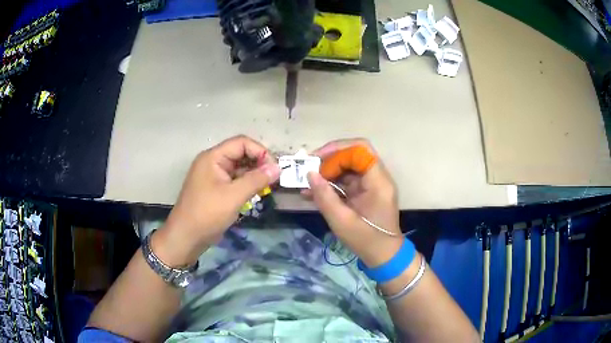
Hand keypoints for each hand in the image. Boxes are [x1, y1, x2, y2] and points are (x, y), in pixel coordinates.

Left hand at [153, 135, 279, 266]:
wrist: (186, 237)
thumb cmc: (207, 213)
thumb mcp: (234, 196)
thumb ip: (256, 180)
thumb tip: (278, 168)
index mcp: (213, 157)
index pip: (241, 143)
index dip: (260, 152)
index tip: (274, 168)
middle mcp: (213, 162)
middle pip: (240, 154)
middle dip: (259, 163)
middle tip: (274, 178)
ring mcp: (214, 176)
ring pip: (239, 168)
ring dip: (254, 175)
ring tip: (269, 186)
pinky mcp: (216, 189)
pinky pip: (235, 180)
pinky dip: (247, 184)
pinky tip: (257, 192)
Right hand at [306, 139, 402, 266]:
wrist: (383, 255)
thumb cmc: (366, 240)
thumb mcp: (342, 221)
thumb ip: (325, 196)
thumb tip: (309, 174)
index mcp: (378, 182)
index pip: (360, 150)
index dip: (337, 150)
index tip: (316, 161)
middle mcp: (377, 178)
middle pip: (353, 155)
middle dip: (329, 159)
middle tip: (308, 169)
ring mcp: (371, 185)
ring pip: (348, 167)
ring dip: (327, 172)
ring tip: (306, 182)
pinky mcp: (364, 192)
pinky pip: (346, 180)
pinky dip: (330, 183)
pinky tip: (313, 191)